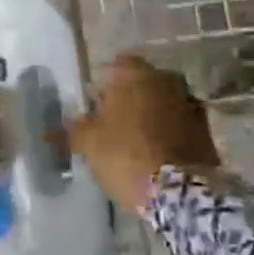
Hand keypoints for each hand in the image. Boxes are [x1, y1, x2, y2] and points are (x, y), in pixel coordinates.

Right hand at [71, 55, 219, 212]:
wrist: (180, 191)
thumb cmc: (126, 154)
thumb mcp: (88, 143)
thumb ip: (70, 131)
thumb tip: (47, 129)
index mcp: (136, 74)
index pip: (119, 63)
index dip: (106, 80)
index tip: (96, 99)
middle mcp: (167, 80)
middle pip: (144, 82)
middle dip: (131, 96)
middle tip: (114, 119)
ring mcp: (191, 103)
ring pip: (165, 102)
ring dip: (153, 114)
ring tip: (136, 138)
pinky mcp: (206, 130)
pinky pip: (181, 124)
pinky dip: (170, 132)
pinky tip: (158, 151)